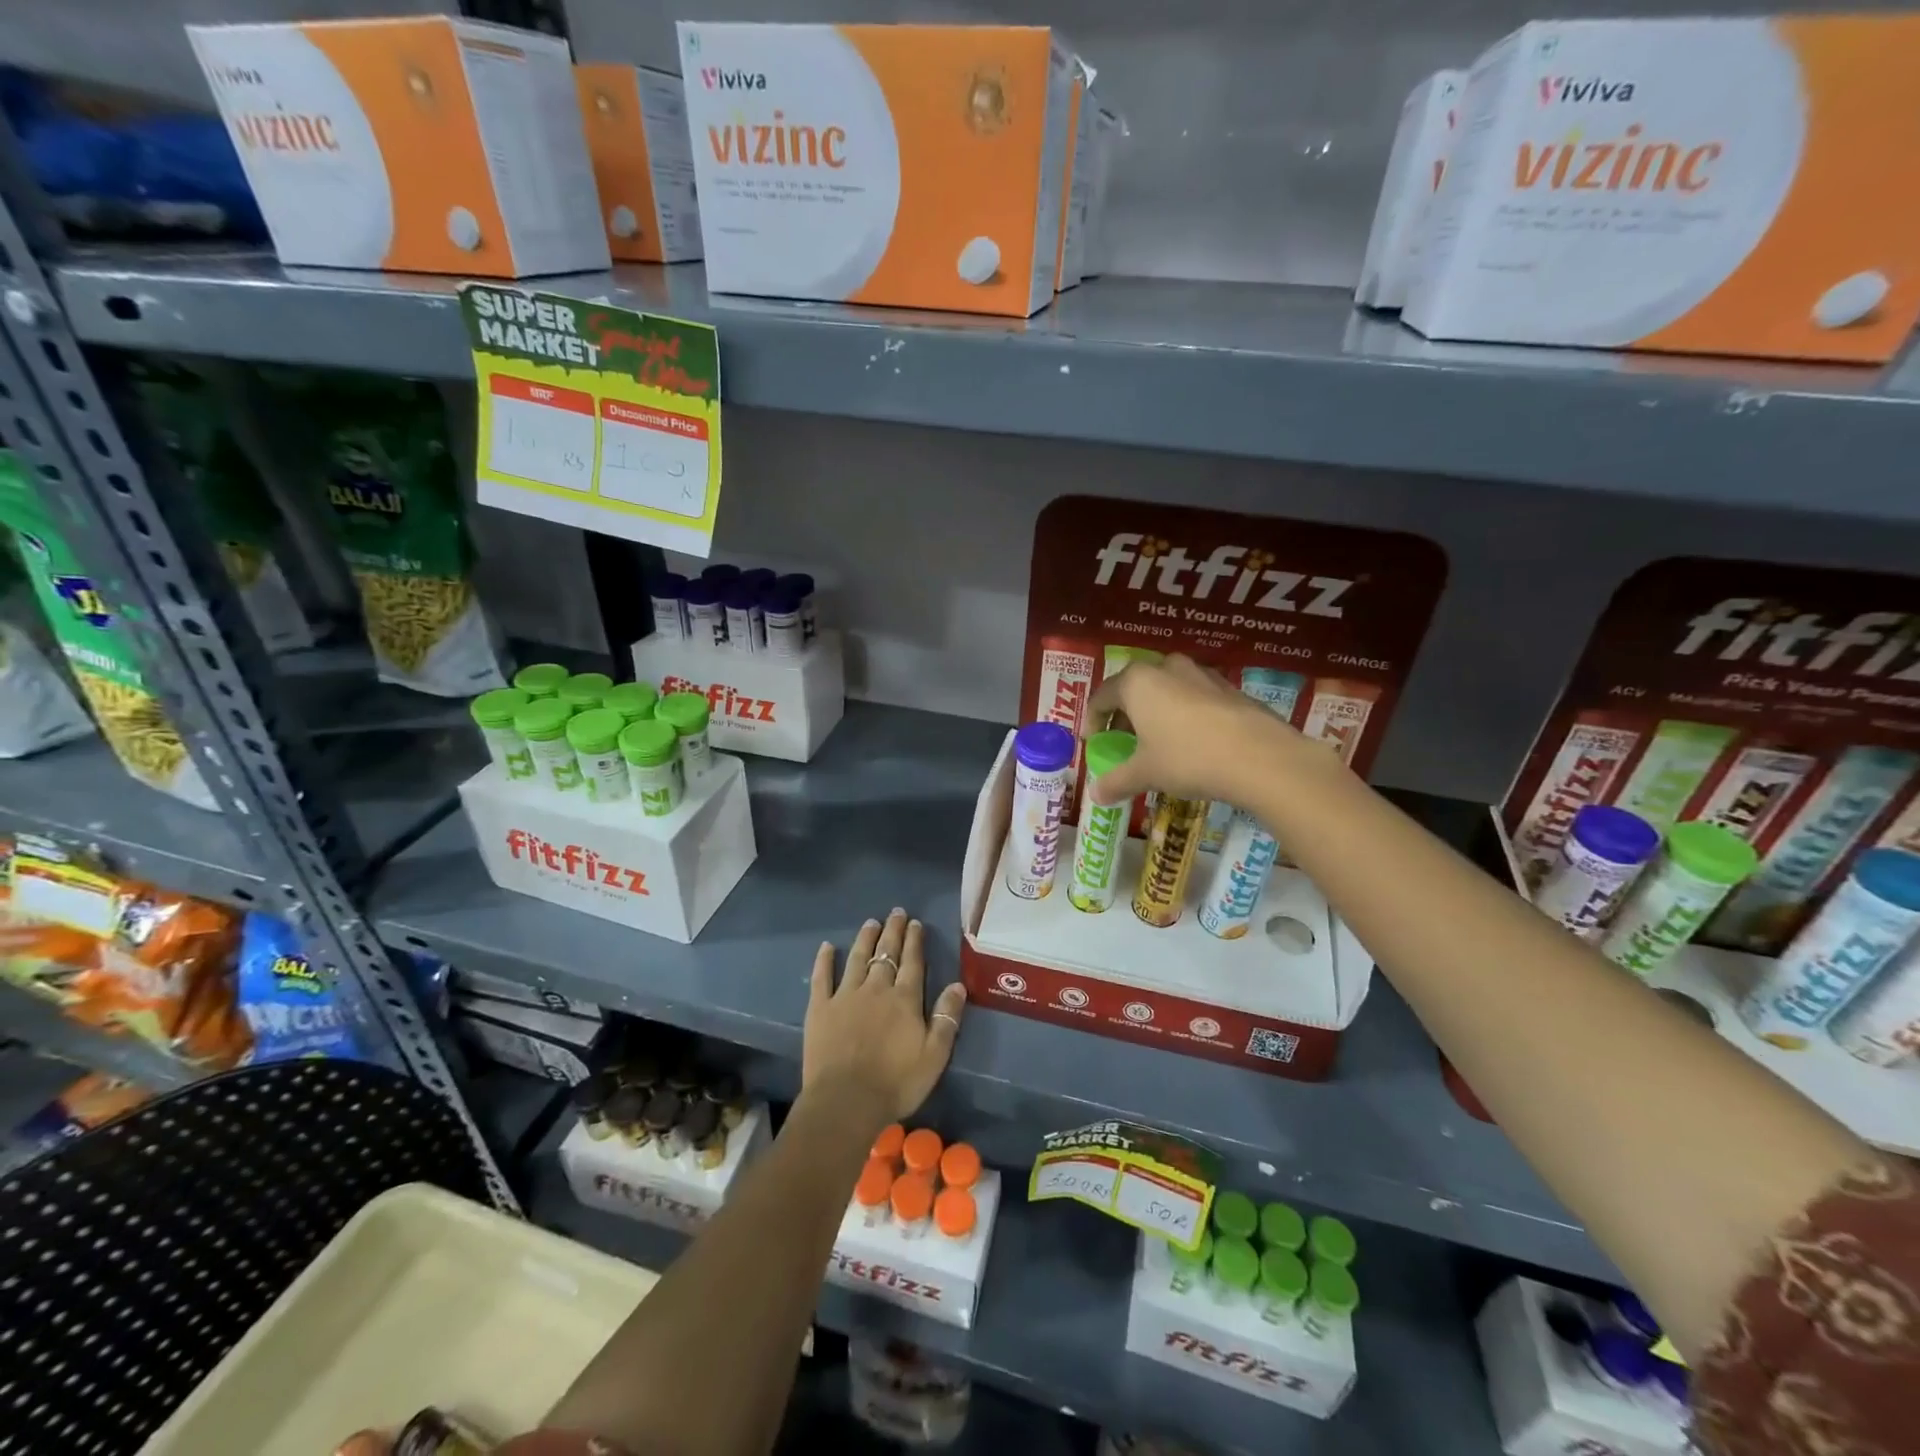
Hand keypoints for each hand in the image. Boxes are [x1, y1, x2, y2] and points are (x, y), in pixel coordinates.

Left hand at [804, 909, 966, 1125]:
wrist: (846, 1101)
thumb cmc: (896, 1083)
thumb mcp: (934, 1055)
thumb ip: (947, 1018)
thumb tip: (957, 985)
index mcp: (905, 999)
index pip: (912, 962)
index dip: (914, 941)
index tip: (915, 923)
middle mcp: (876, 989)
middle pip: (886, 954)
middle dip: (892, 932)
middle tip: (896, 913)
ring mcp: (845, 996)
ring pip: (857, 959)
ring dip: (865, 939)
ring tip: (871, 922)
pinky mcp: (820, 1009)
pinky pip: (822, 978)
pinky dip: (825, 961)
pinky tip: (827, 947)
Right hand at [1087, 653, 1301, 807]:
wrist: (1260, 758)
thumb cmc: (1187, 758)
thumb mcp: (1145, 774)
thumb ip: (1116, 781)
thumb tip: (1095, 795)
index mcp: (1137, 682)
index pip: (1102, 696)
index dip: (1093, 721)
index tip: (1094, 743)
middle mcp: (1167, 668)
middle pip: (1135, 689)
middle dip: (1126, 716)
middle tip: (1125, 743)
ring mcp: (1202, 675)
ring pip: (1167, 691)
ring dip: (1157, 713)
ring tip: (1159, 744)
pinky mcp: (1231, 690)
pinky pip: (1196, 699)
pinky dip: (1185, 717)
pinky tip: (1193, 745)